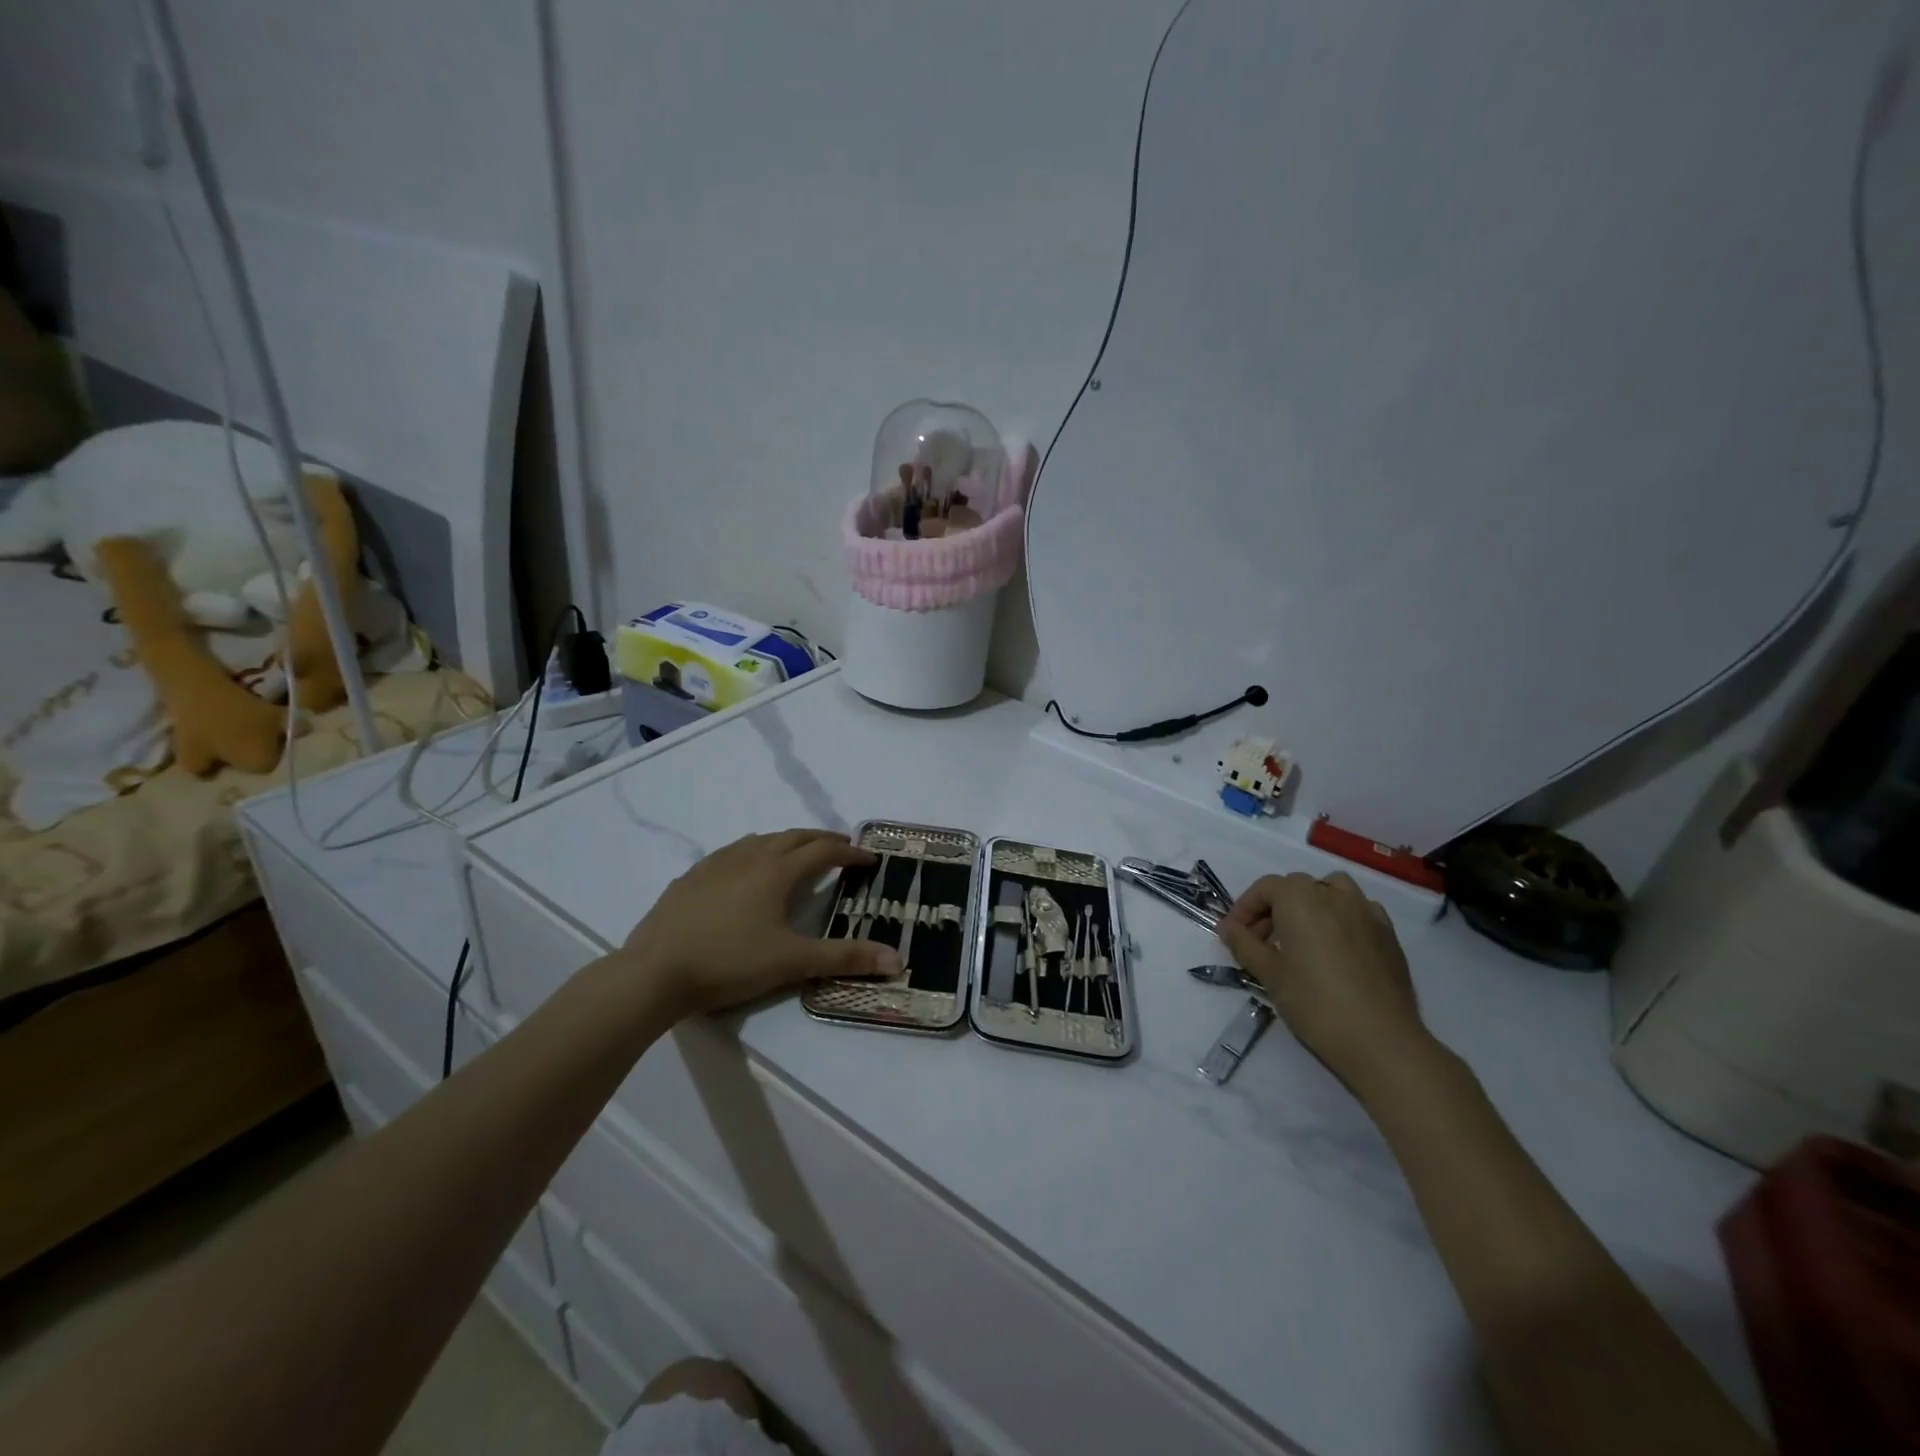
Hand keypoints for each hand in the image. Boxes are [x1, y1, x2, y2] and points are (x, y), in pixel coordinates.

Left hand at [623, 830, 899, 1016]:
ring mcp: (716, 864)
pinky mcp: (691, 877)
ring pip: (760, 840)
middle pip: (794, 837)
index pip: (823, 851)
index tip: (870, 859)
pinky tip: (744, 870)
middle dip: (822, 840)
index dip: (850, 853)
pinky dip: (752, 852)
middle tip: (841, 849)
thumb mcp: (793, 962)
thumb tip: (898, 960)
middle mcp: (749, 857)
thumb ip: (845, 958)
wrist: (654, 973)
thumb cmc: (729, 963)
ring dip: (786, 842)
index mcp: (777, 872)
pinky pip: (731, 853)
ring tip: (797, 854)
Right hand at [1218, 871, 1432, 1097]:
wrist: (1380, 1040)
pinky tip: (1336, 949)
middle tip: (1262, 942)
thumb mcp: (1269, 975)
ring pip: (1332, 890)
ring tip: (1302, 937)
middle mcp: (1333, 894)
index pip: (1265, 888)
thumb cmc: (1315, 1003)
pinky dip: (1341, 918)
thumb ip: (1245, 945)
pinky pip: (1359, 911)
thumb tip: (1228, 928)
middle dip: (1274, 909)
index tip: (1233, 935)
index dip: (1244, 908)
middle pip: (1296, 887)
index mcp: (1300, 899)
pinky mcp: (1388, 934)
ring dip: (1311, 904)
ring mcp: (1366, 912)